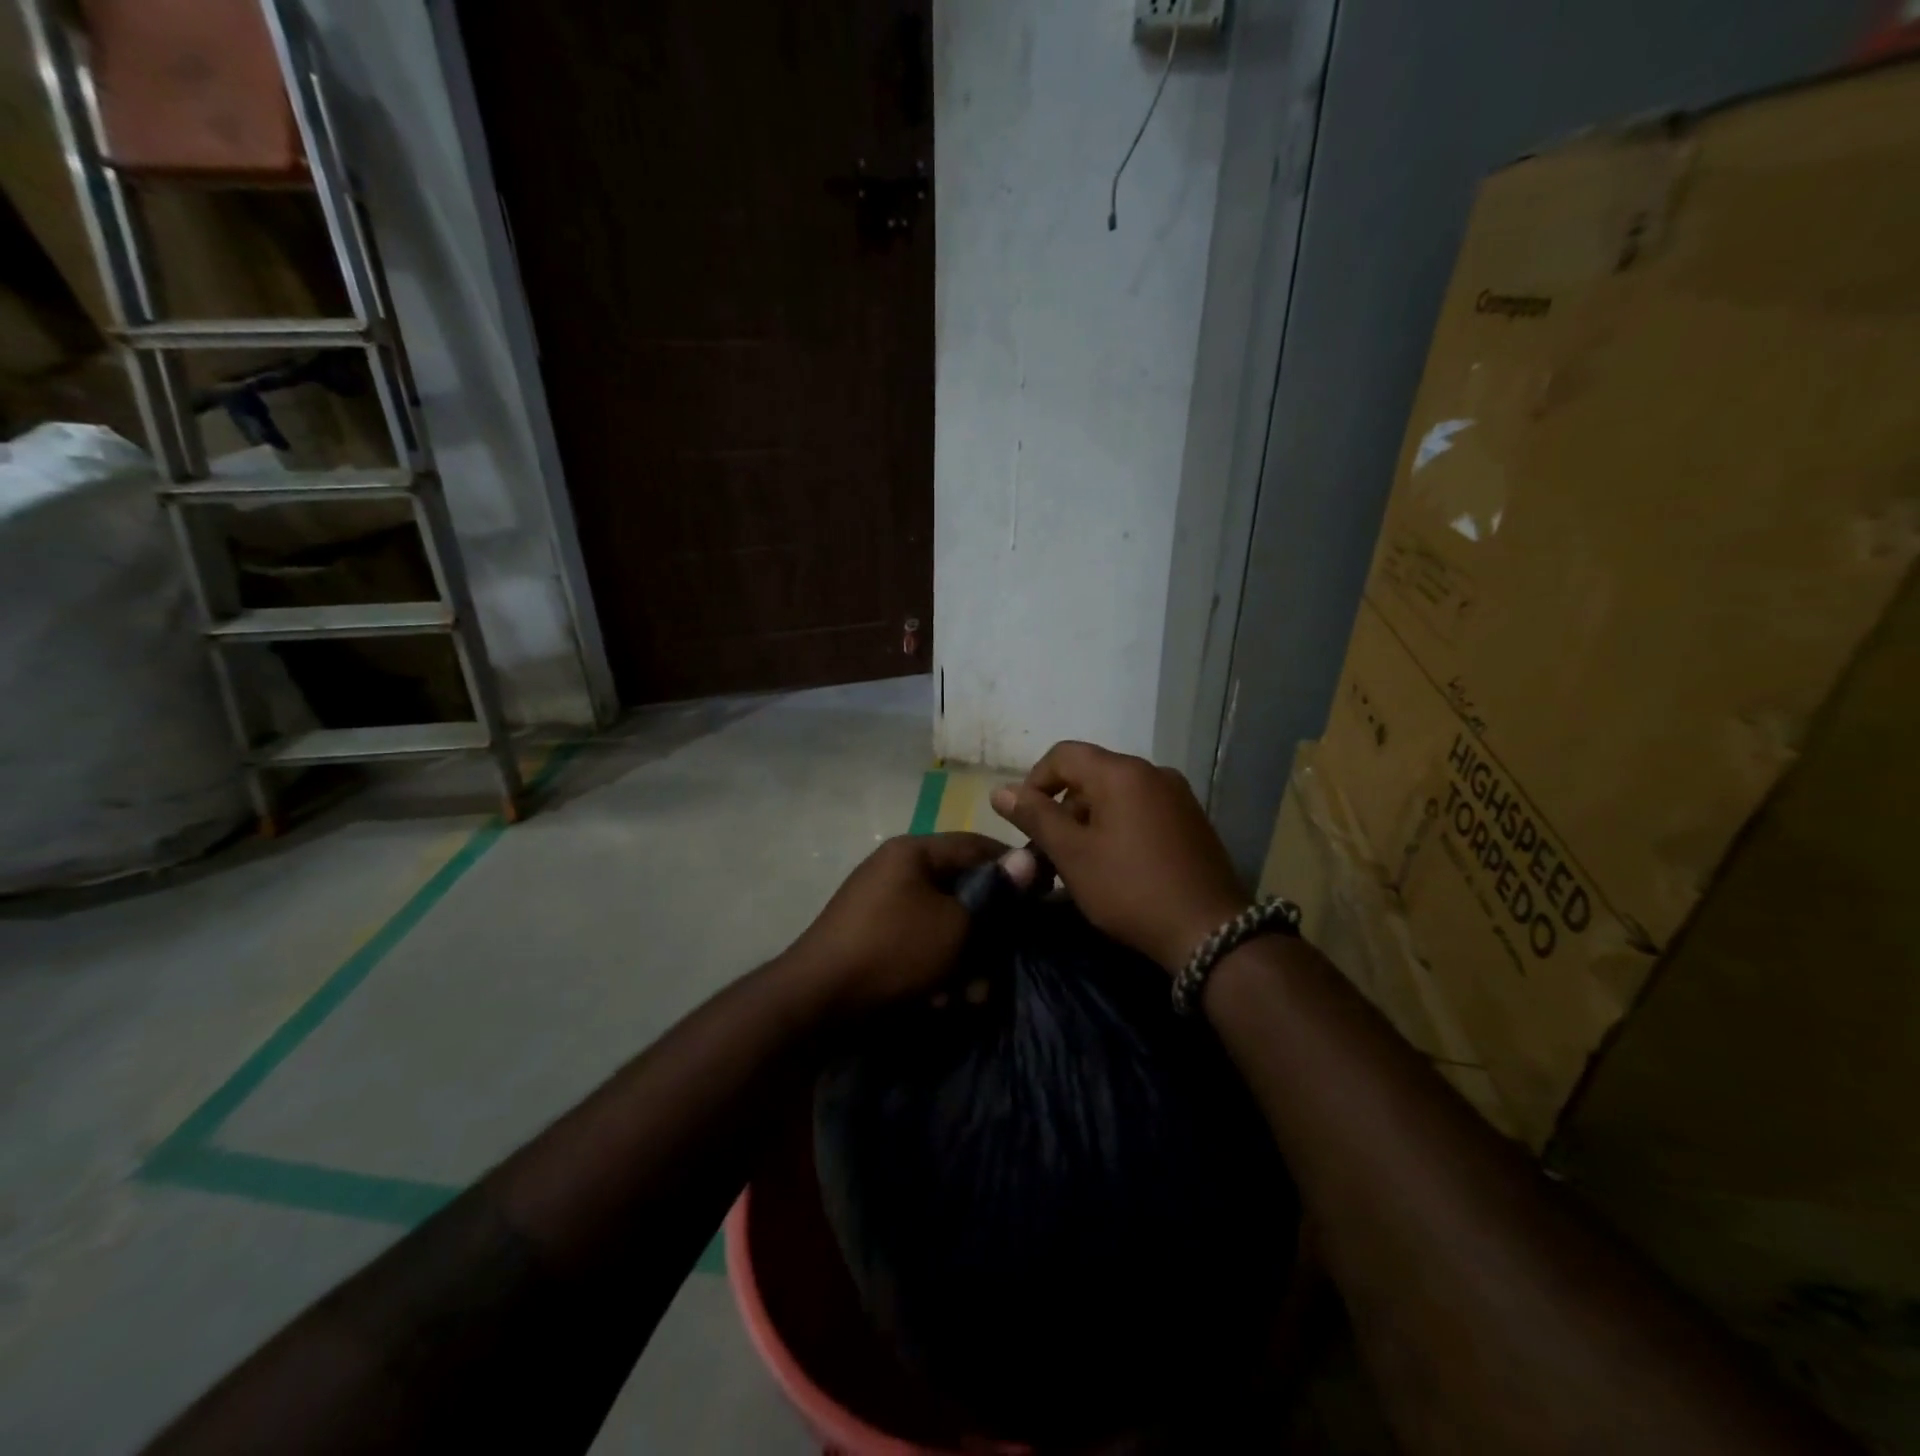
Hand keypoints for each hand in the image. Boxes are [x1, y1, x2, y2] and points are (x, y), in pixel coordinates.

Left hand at [785, 832, 1009, 1012]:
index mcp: (913, 852)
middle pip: (961, 890)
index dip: (1013, 867)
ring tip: (967, 996)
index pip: (976, 845)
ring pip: (942, 926)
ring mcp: (881, 907)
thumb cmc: (894, 951)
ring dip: (962, 960)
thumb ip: (995, 894)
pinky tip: (938, 1002)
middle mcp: (896, 872)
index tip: (1043, 893)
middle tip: (1003, 961)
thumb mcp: (955, 925)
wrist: (816, 1003)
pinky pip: (918, 946)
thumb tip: (1029, 858)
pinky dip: (934, 971)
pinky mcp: (873, 940)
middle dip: (985, 932)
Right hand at [991, 741, 1249, 971]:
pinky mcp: (1191, 820)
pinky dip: (1118, 827)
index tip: (1024, 821)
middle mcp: (1152, 772)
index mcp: (1121, 772)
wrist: (1210, 932)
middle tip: (1048, 851)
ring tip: (1078, 863)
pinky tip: (1115, 865)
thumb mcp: (1073, 855)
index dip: (1034, 781)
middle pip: (1091, 774)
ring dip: (1089, 820)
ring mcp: (1177, 795)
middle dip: (1062, 807)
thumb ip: (1035, 817)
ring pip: (1116, 794)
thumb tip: (1000, 790)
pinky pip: (1142, 810)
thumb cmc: (1130, 889)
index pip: (1063, 754)